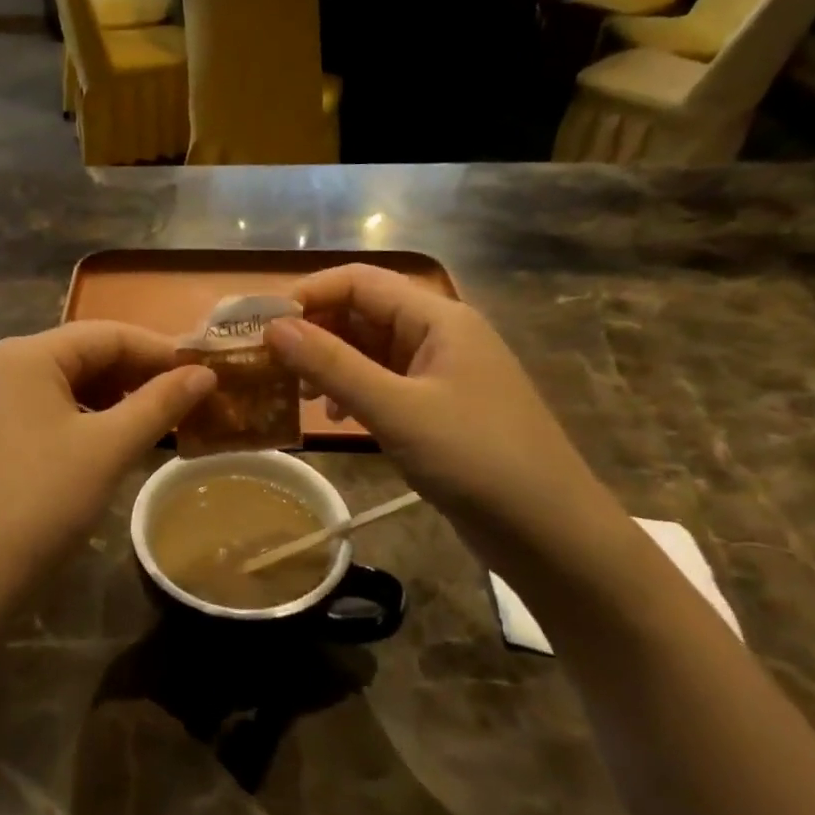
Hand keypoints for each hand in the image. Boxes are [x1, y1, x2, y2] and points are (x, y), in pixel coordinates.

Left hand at [0, 323, 214, 630]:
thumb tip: (205, 373)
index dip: (160, 351)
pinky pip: (48, 410)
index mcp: (26, 355)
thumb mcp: (110, 448)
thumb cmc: (42, 502)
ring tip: (160, 420)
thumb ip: (160, 404)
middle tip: (189, 399)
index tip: (205, 371)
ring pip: (68, 384)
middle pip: (85, 355)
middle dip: (139, 375)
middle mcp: (2, 365)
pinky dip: (87, 418)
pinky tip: (115, 440)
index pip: (107, 334)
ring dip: (116, 398)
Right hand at [265, 265, 621, 570]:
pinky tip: (337, 417)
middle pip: (365, 312)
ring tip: (298, 391)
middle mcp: (440, 335)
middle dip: (316, 331)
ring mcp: (442, 373)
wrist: (551, 533)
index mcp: (438, 318)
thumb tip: (273, 328)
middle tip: (270, 363)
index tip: (263, 325)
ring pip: (372, 350)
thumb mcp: (396, 410)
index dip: (309, 294)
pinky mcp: (440, 409)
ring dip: (331, 363)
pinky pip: (385, 383)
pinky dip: (354, 391)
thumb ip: (332, 366)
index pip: (361, 281)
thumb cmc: (476, 459)